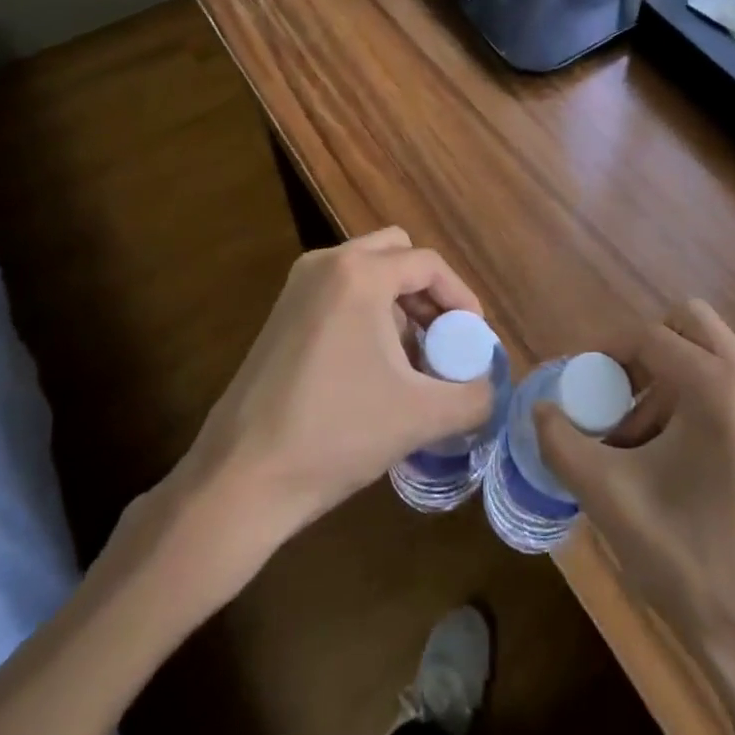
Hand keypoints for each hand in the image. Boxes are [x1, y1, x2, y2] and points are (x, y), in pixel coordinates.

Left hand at [133, 227, 491, 615]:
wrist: (239, 481)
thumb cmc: (334, 434)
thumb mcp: (419, 417)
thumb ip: (474, 397)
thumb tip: (494, 389)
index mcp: (360, 274)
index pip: (428, 264)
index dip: (461, 297)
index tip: (475, 338)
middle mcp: (326, 264)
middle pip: (396, 254)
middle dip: (427, 293)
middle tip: (444, 337)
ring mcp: (297, 288)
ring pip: (367, 274)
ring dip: (398, 305)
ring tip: (413, 361)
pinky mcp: (281, 315)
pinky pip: (340, 294)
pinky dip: (367, 315)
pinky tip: (373, 370)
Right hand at [536, 301, 734, 734]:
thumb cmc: (691, 561)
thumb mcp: (611, 498)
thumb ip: (563, 444)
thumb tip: (540, 410)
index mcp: (719, 385)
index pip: (649, 335)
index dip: (604, 351)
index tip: (577, 382)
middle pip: (687, 324)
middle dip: (643, 350)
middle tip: (614, 394)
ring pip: (707, 353)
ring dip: (664, 377)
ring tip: (633, 440)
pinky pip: (726, 383)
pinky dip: (690, 396)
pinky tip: (667, 457)